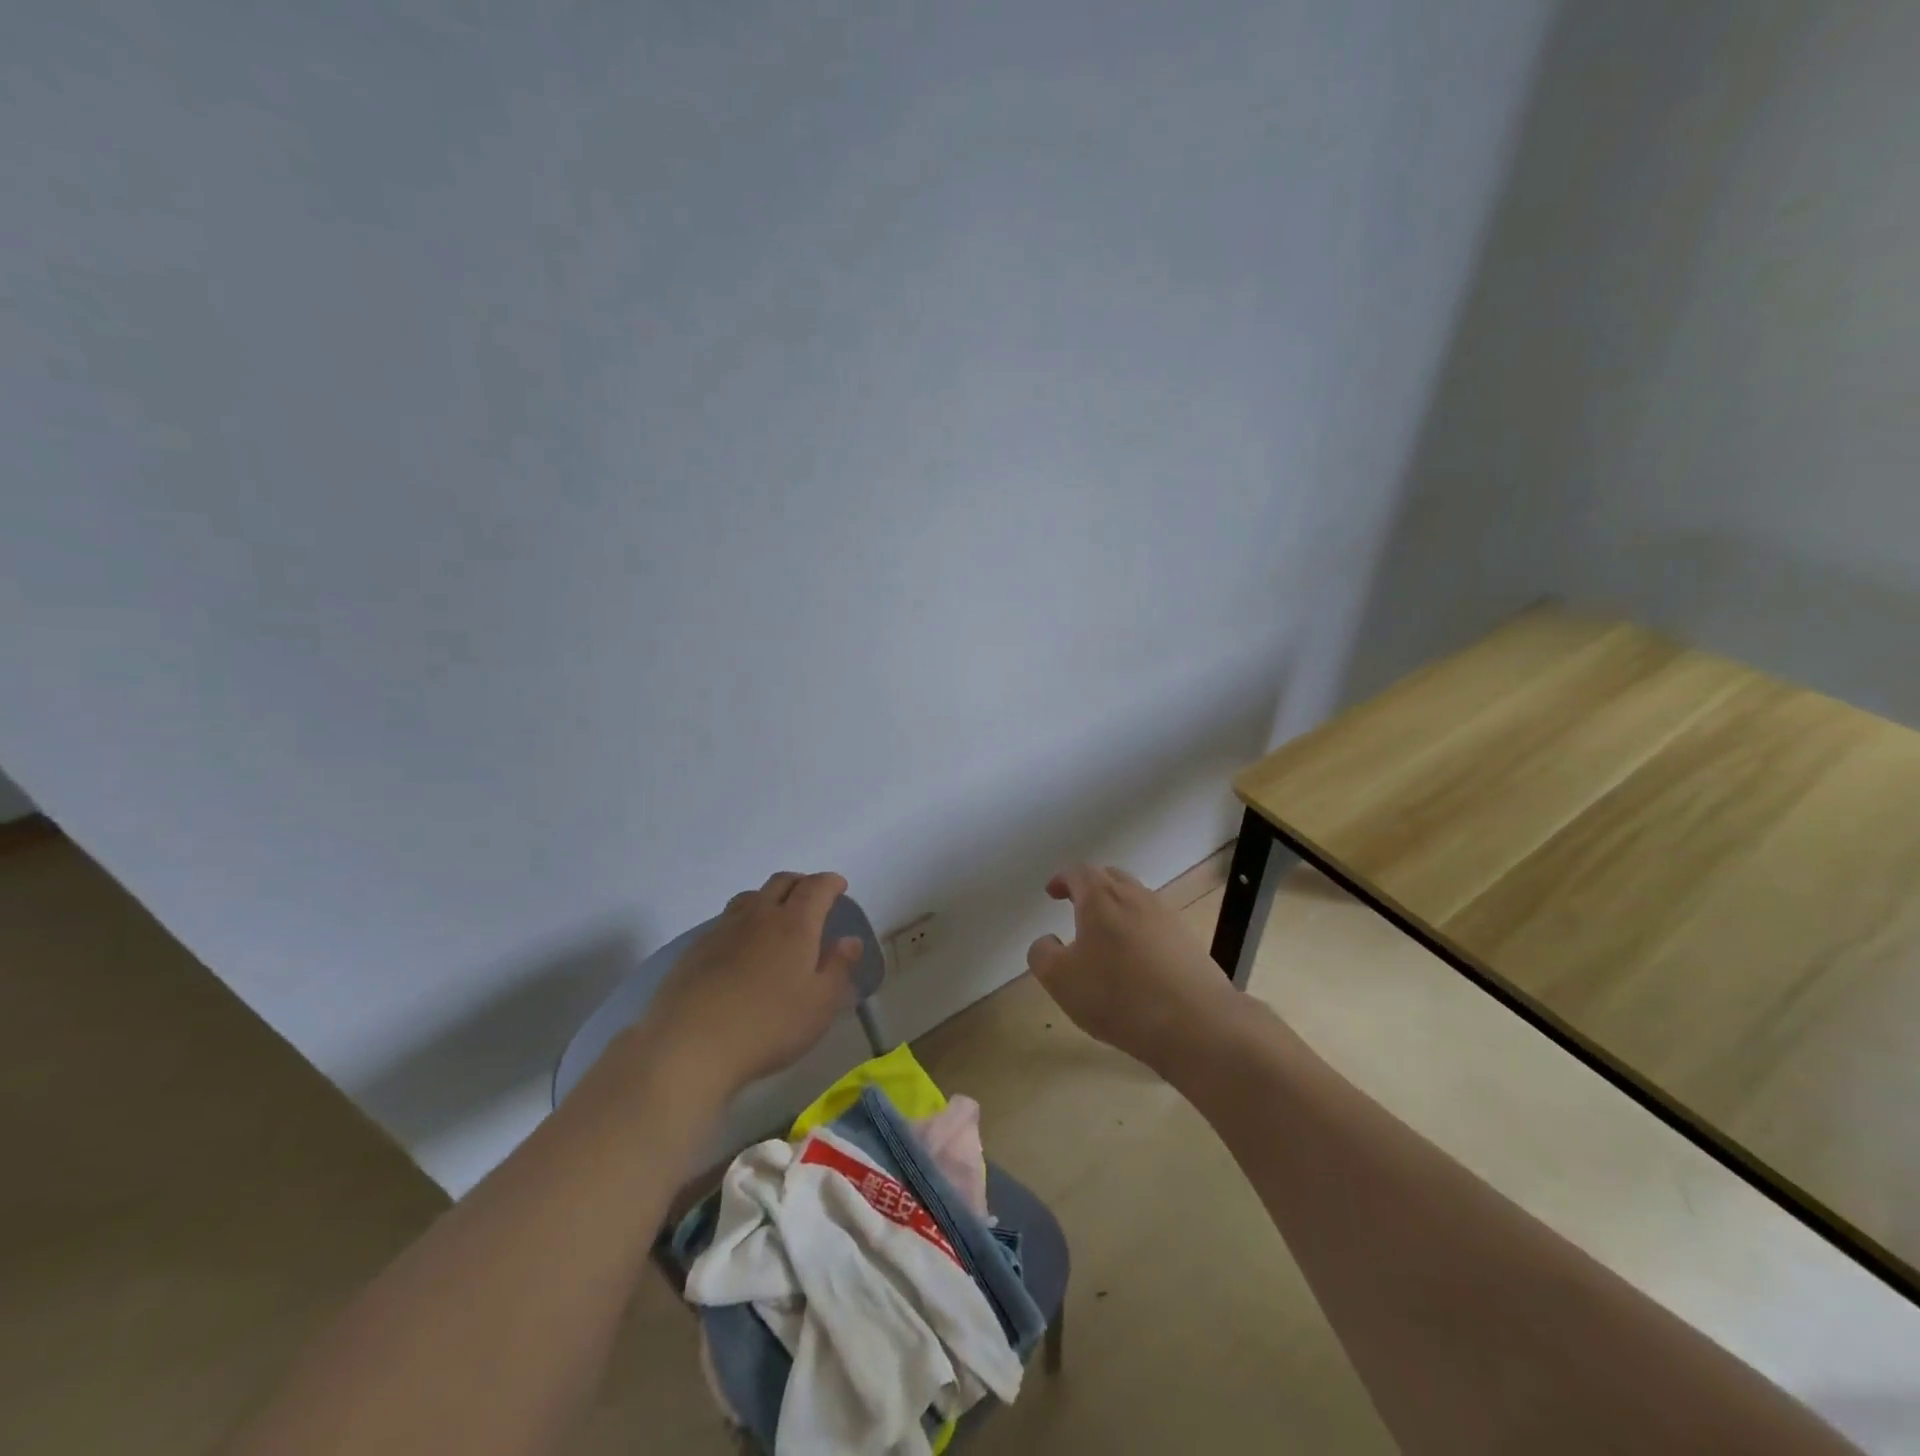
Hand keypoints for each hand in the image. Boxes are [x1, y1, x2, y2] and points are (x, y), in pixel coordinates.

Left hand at [641, 871, 863, 1096]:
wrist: (689, 1044)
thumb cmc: (768, 1026)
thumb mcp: (820, 1005)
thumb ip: (838, 967)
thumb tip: (850, 940)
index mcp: (795, 924)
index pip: (816, 887)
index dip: (831, 882)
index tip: (839, 887)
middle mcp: (759, 915)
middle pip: (781, 882)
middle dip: (801, 883)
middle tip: (812, 898)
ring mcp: (723, 929)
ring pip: (750, 897)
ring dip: (769, 898)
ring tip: (776, 917)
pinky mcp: (695, 949)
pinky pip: (726, 920)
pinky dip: (743, 921)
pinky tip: (741, 947)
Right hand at [1026, 863, 1235, 1072]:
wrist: (1196, 1023)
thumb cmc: (1117, 994)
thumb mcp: (1061, 979)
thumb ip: (1043, 954)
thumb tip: (1046, 942)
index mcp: (1102, 897)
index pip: (1079, 872)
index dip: (1062, 879)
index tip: (1052, 892)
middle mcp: (1136, 897)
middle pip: (1111, 879)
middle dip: (1091, 888)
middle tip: (1076, 906)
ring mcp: (1167, 918)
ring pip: (1136, 901)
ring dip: (1117, 911)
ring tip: (1105, 938)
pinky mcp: (1189, 943)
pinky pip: (1156, 927)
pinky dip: (1140, 933)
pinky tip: (1136, 963)